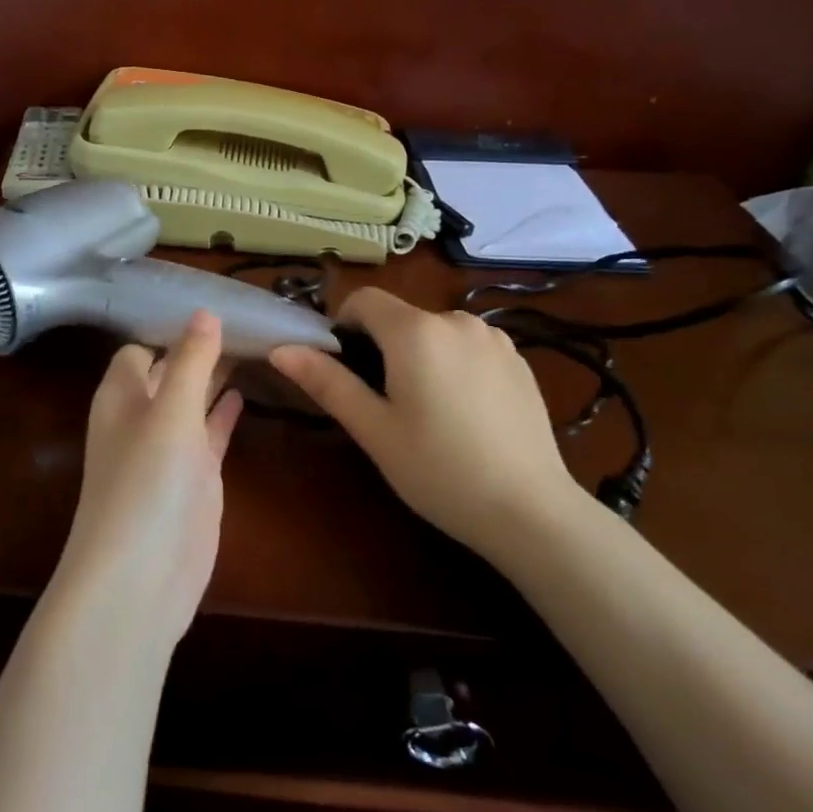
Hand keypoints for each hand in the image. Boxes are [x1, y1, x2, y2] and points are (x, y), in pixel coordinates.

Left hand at [47, 310, 243, 654]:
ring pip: (191, 401)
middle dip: (200, 349)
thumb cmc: (148, 483)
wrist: (140, 578)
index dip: (172, 327)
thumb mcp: (170, 412)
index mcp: (122, 395)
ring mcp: (168, 451)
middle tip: (248, 320)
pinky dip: (222, 415)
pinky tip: (244, 395)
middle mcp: (141, 417)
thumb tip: (205, 313)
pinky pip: (207, 435)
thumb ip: (191, 362)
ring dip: (215, 378)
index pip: (141, 347)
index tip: (215, 304)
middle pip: (170, 371)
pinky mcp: (192, 480)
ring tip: (255, 347)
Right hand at [269, 289, 584, 558]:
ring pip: (435, 332)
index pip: (363, 300)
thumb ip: (327, 381)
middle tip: (383, 405)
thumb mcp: (373, 429)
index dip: (342, 326)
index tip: (343, 370)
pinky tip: (465, 415)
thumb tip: (282, 349)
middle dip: (381, 348)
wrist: (530, 511)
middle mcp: (457, 320)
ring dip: (419, 356)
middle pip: (400, 317)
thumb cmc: (438, 469)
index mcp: (416, 331)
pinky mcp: (519, 360)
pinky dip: (453, 366)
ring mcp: (494, 339)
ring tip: (428, 413)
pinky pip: (468, 348)